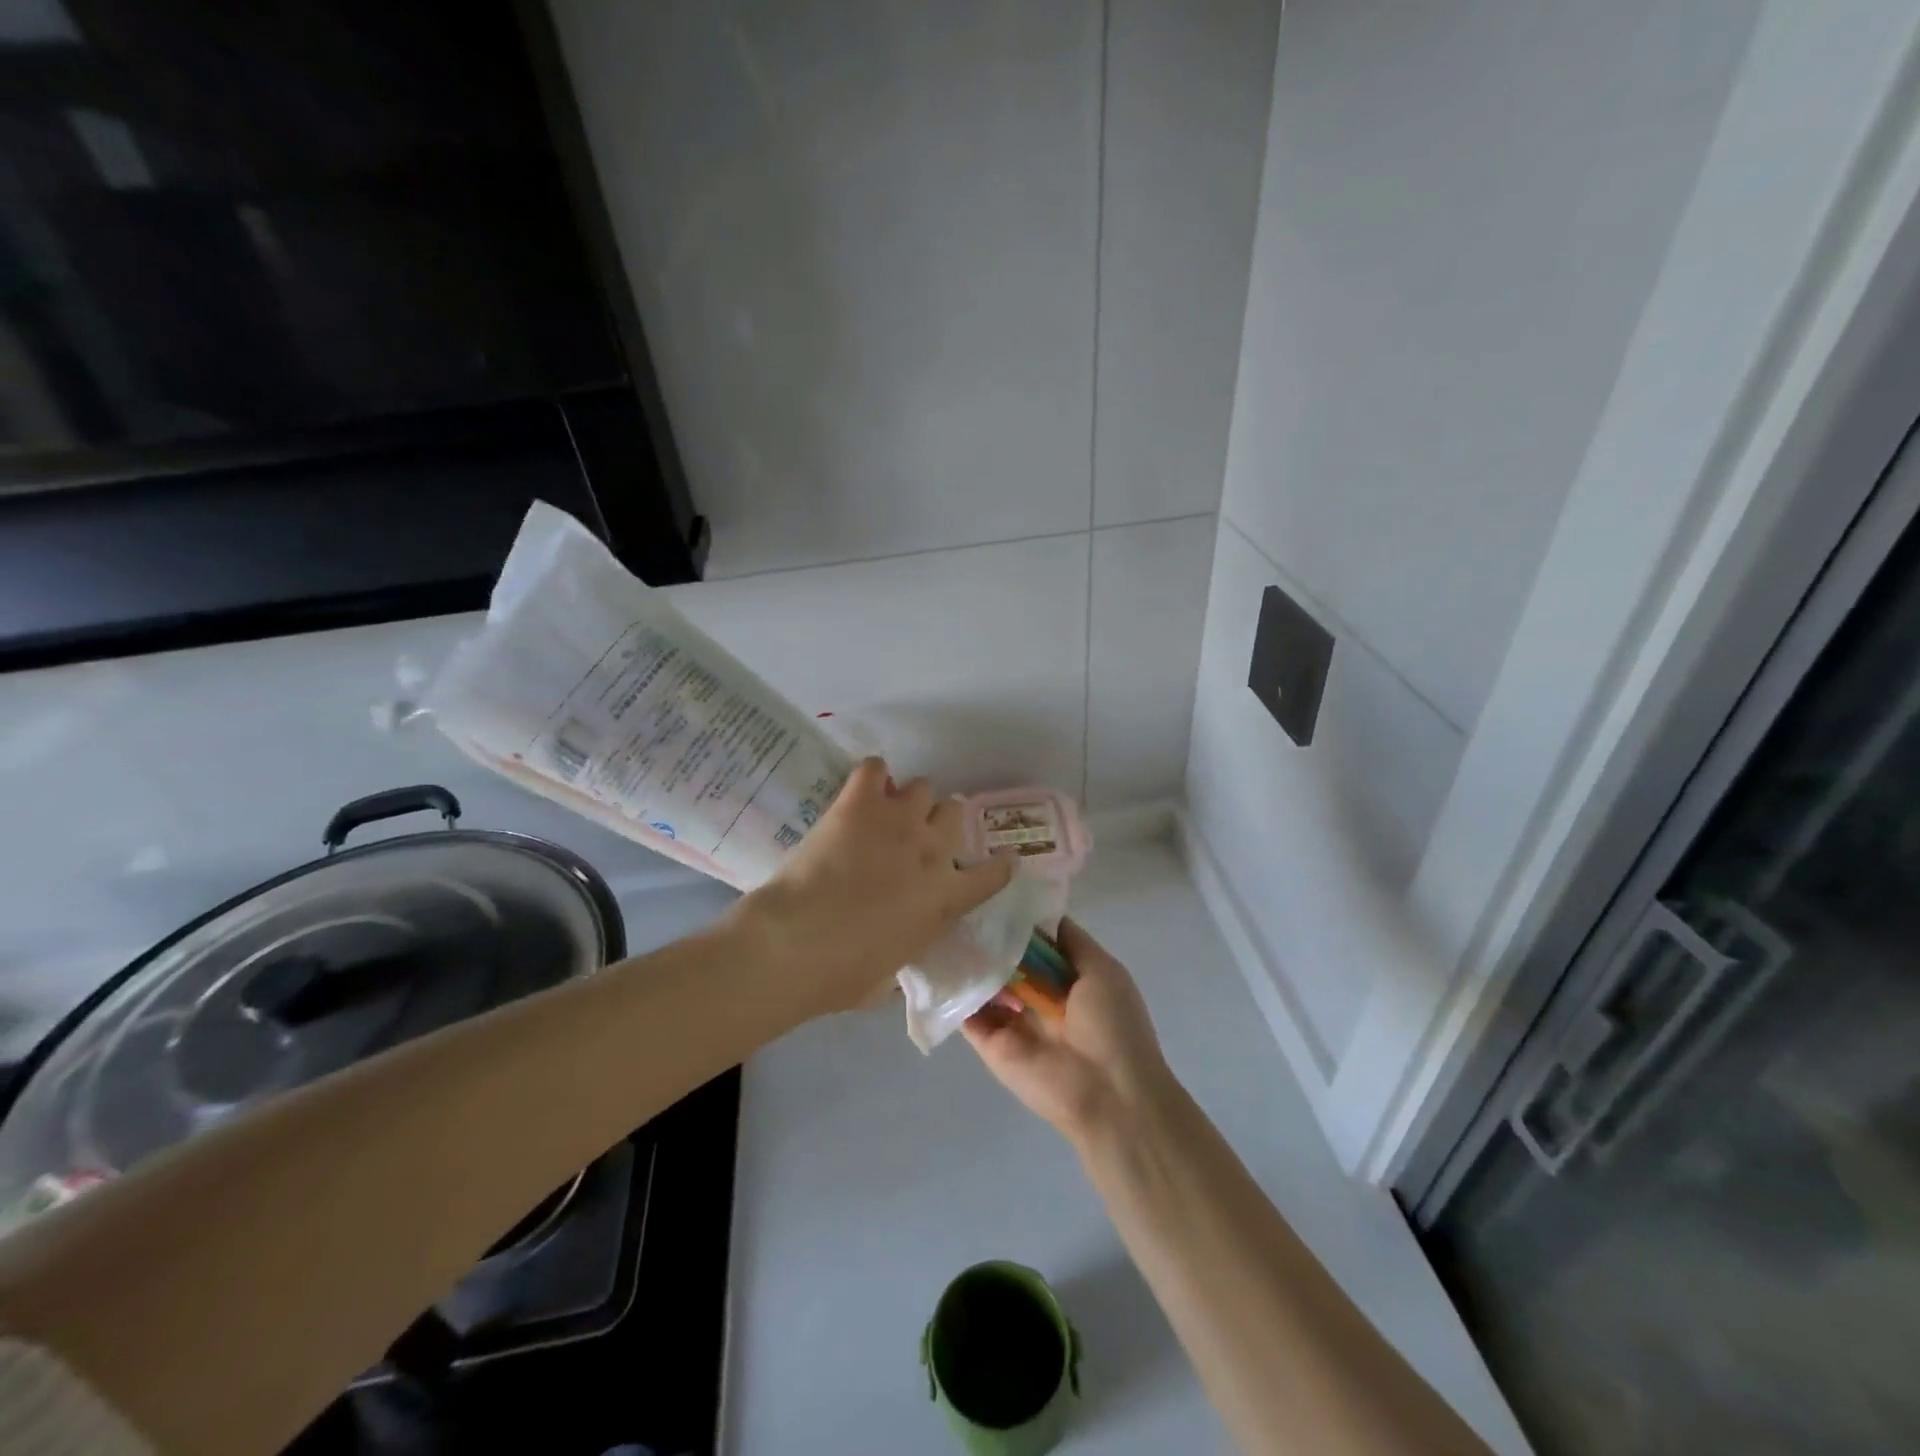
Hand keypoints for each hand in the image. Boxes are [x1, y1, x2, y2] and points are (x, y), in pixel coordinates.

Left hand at [738, 757, 1014, 1015]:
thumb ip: (905, 954)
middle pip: (955, 813)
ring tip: (887, 811)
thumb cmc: (843, 974)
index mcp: (945, 899)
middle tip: (917, 835)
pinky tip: (861, 790)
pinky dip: (872, 776)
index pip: (993, 875)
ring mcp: (899, 821)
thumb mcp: (889, 980)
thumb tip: (897, 959)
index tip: (1003, 860)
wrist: (797, 943)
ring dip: (908, 799)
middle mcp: (932, 851)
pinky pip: (875, 767)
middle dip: (940, 822)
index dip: (1000, 866)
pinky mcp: (860, 802)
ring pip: (922, 786)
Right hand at [962, 919, 1175, 1143]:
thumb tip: (1038, 914)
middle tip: (961, 904)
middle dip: (989, 936)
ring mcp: (1011, 1020)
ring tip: (945, 924)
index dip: (1019, 920)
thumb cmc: (1113, 1025)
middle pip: (1007, 960)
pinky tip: (940, 960)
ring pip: (984, 983)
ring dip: (969, 959)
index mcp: (1068, 979)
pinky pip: (967, 1013)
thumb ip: (1071, 942)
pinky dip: (954, 990)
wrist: (1108, 1095)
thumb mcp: (1102, 970)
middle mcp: (1037, 997)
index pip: (1035, 943)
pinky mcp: (990, 1043)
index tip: (993, 891)